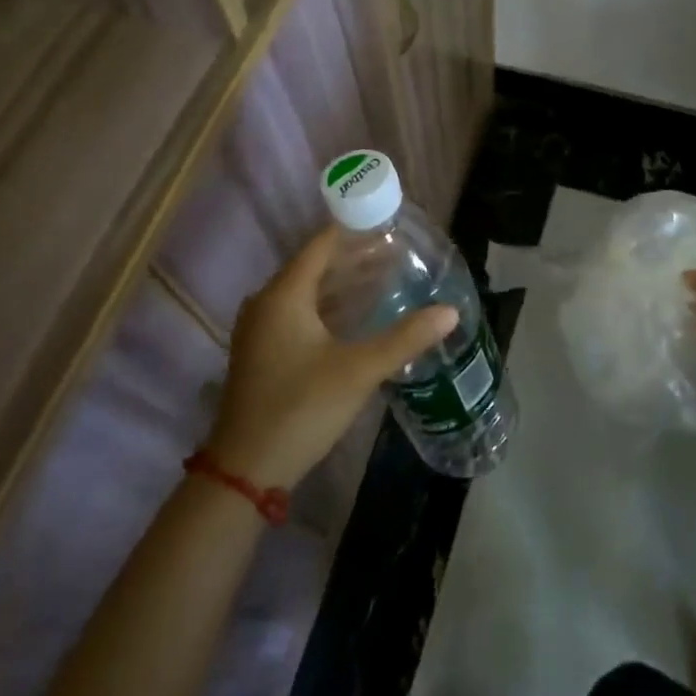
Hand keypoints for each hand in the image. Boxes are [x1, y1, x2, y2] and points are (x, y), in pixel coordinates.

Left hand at [204, 228, 455, 490]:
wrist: (245, 470)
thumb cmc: (301, 408)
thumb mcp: (359, 370)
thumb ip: (405, 338)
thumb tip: (450, 312)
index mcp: (284, 295)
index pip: (321, 245)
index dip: (355, 230)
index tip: (390, 224)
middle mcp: (267, 303)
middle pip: (315, 266)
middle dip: (355, 257)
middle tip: (397, 252)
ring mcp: (262, 329)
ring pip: (308, 292)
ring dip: (344, 283)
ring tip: (385, 277)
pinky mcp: (264, 352)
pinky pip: (300, 313)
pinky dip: (330, 306)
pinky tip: (358, 315)